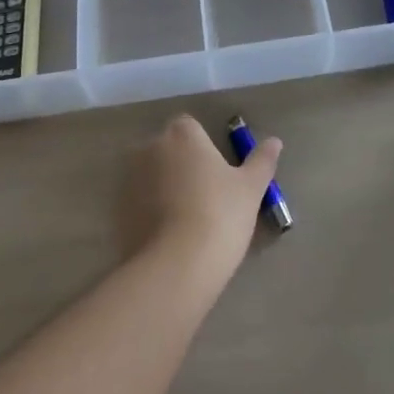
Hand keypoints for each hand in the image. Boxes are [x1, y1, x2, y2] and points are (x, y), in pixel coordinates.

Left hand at [117, 115, 281, 284]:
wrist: (178, 266)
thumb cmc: (220, 215)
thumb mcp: (250, 188)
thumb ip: (261, 160)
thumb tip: (275, 141)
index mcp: (182, 133)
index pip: (190, 127)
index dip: (203, 148)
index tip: (217, 174)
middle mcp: (151, 147)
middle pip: (168, 149)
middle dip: (182, 166)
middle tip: (204, 198)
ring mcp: (130, 178)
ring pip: (151, 175)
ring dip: (163, 188)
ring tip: (185, 221)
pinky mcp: (117, 210)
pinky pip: (138, 203)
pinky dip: (148, 212)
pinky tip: (167, 237)